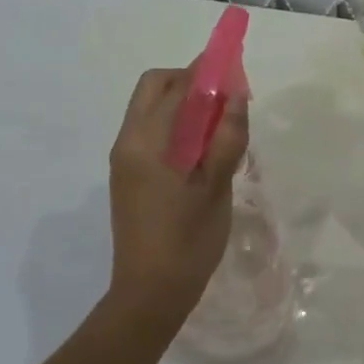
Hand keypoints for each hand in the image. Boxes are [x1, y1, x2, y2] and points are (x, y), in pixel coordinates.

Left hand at [105, 67, 249, 320]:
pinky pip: (156, 134)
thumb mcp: (216, 187)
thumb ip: (226, 138)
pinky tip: (207, 152)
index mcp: (144, 142)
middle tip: (229, 100)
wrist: (150, 294)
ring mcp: (126, 161)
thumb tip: (236, 94)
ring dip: (188, 104)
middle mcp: (128, 142)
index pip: (176, 86)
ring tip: (224, 128)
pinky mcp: (132, 177)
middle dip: (191, 81)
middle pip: (155, 88)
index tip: (236, 69)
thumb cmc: (187, 240)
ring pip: (155, 110)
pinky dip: (181, 127)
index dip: (206, 70)